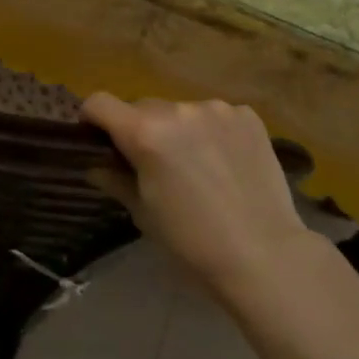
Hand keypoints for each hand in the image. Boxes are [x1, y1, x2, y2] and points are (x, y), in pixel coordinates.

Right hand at [83, 93, 310, 297]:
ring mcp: (216, 109)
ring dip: (179, 130)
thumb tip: (96, 165)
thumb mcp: (144, 214)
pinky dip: (213, 132)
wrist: (265, 255)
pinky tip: (227, 163)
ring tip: (198, 166)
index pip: (100, 103)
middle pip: (143, 107)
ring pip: (181, 111)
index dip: (93, 119)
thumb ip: (116, 180)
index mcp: (145, 133)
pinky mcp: (247, 116)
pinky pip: (216, 116)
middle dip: (140, 129)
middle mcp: (178, 110)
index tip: (99, 139)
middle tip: (154, 165)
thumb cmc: (192, 243)